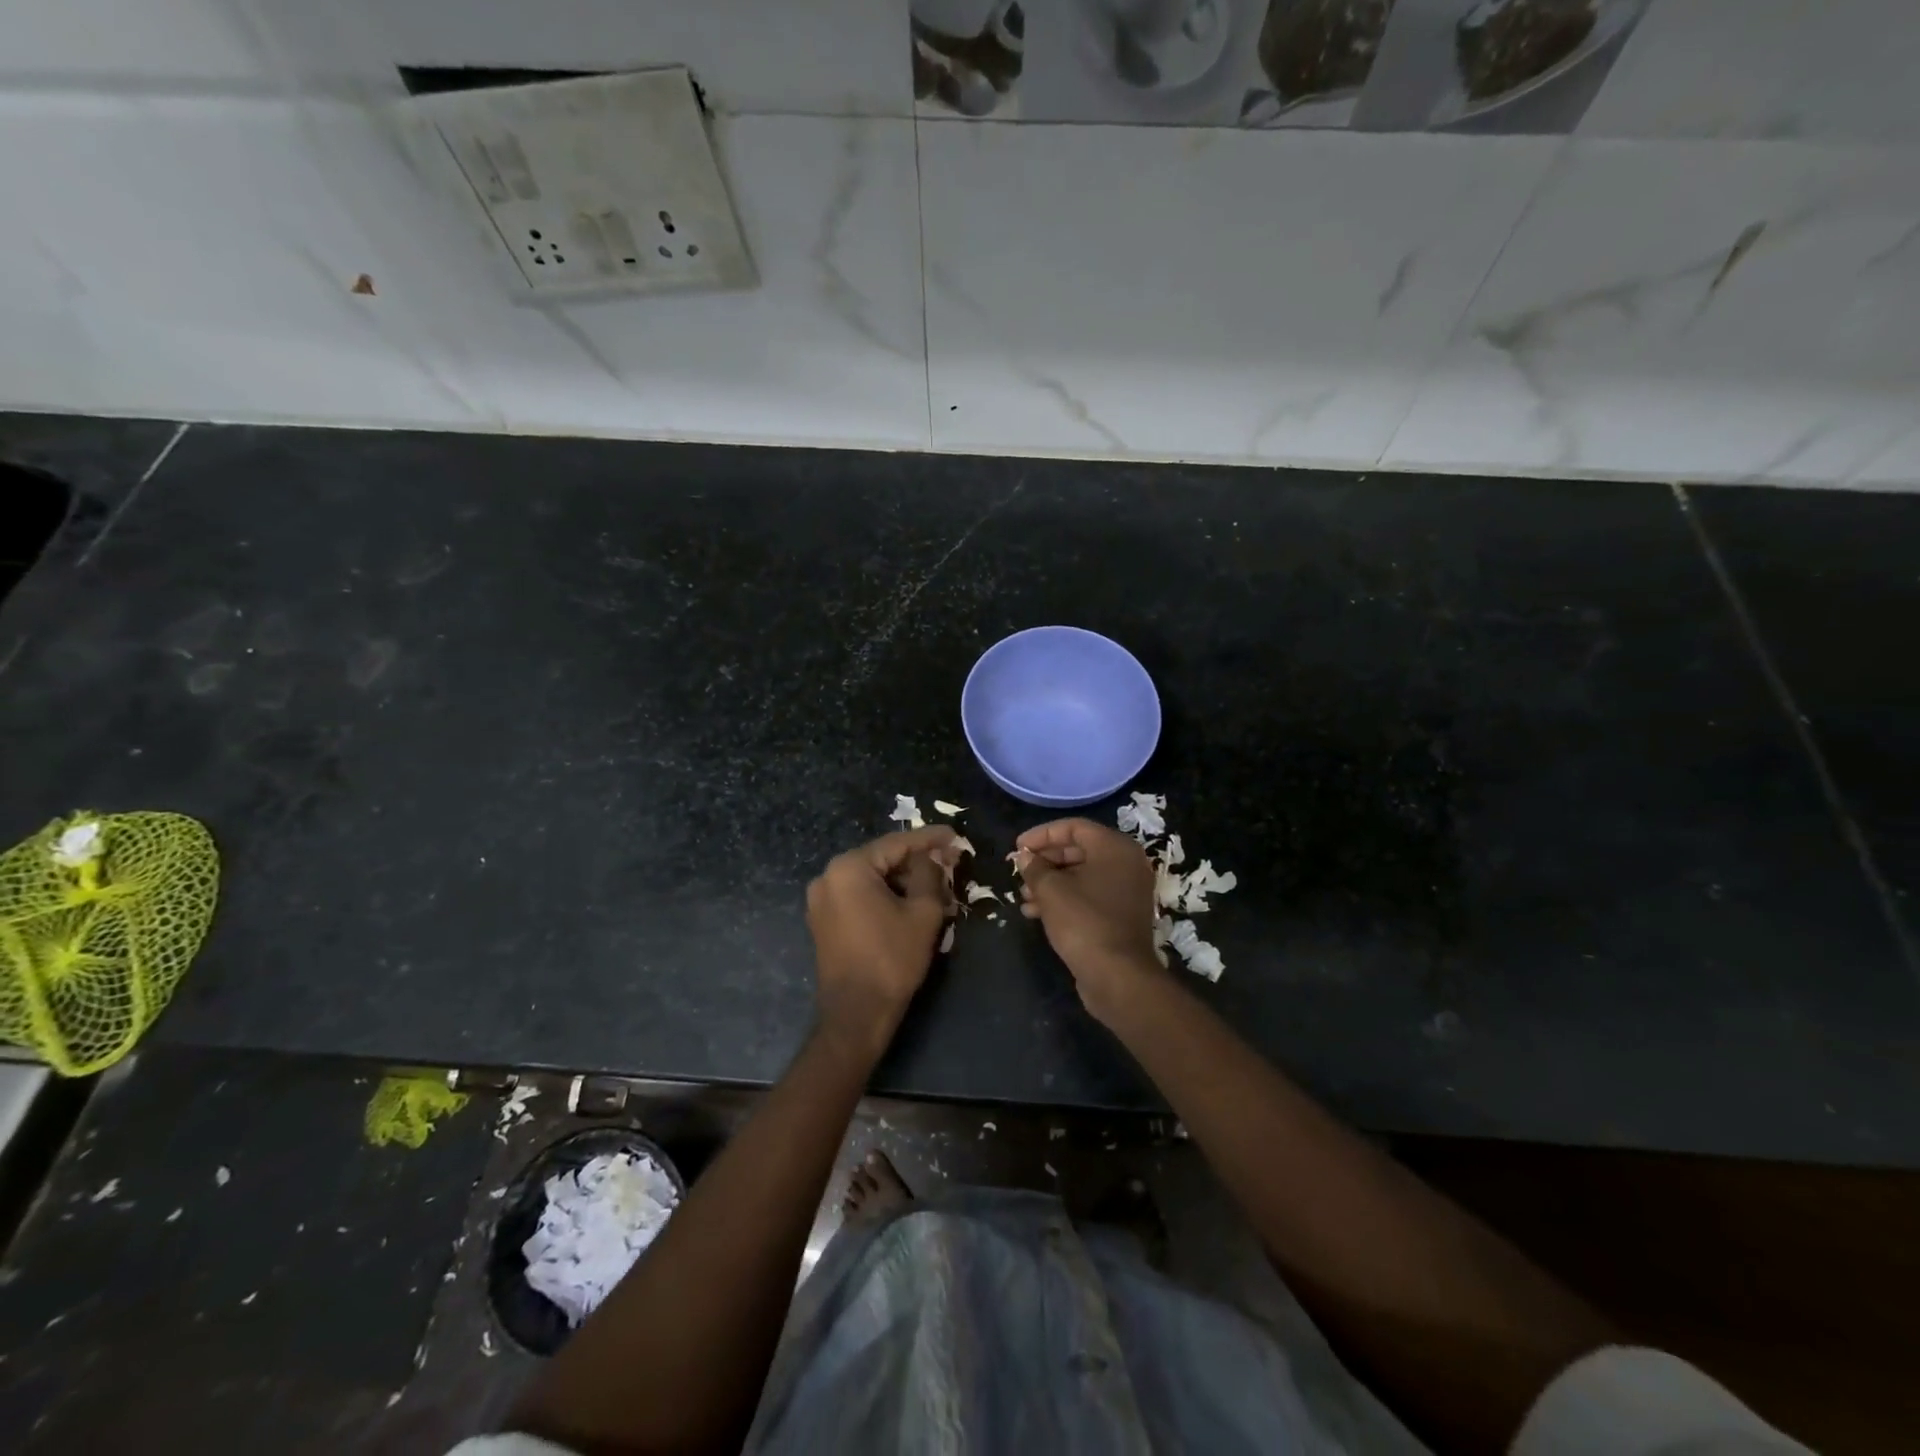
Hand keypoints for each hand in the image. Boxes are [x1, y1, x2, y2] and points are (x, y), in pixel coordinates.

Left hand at [807, 826, 959, 1055]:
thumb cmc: (892, 959)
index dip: (930, 839)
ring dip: (904, 883)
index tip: (955, 836)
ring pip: (873, 880)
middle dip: (918, 863)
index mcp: (849, 868)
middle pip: (883, 860)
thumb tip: (934, 856)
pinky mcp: (824, 922)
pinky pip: (860, 897)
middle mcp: (828, 877)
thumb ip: (930, 874)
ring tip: (937, 890)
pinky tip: (912, 906)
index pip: (897, 843)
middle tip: (950, 866)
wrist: (857, 1015)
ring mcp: (822, 900)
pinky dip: (886, 897)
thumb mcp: (922, 912)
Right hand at [1015, 819, 1163, 1021]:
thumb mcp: (1051, 891)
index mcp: (1115, 848)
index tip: (1018, 847)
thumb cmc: (1084, 922)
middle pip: (1079, 850)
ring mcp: (1127, 890)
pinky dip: (1065, 898)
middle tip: (1020, 871)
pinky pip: (1090, 895)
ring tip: (1024, 896)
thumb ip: (1035, 868)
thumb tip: (1025, 857)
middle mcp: (1126, 863)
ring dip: (1051, 883)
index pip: (1074, 827)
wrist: (1118, 976)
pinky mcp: (1122, 914)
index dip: (1042, 834)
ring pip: (1082, 875)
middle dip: (1045, 861)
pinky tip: (1036, 912)